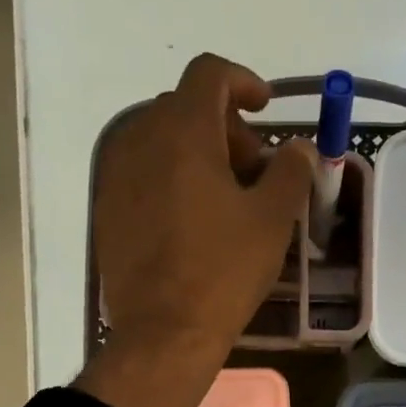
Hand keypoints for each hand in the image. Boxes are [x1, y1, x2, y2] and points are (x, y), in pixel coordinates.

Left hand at [75, 54, 315, 406]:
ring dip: (198, 154)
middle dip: (226, 128)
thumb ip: (291, 171)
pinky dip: (172, 179)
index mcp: (183, 132)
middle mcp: (141, 140)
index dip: (243, 81)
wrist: (164, 332)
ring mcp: (116, 176)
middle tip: (255, 170)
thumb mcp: (273, 220)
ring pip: (161, 141)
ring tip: (226, 200)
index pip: (209, 74)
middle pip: (185, 108)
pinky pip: (143, 174)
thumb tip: (298, 148)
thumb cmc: (224, 271)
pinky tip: (193, 223)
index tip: (266, 108)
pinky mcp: (107, 210)